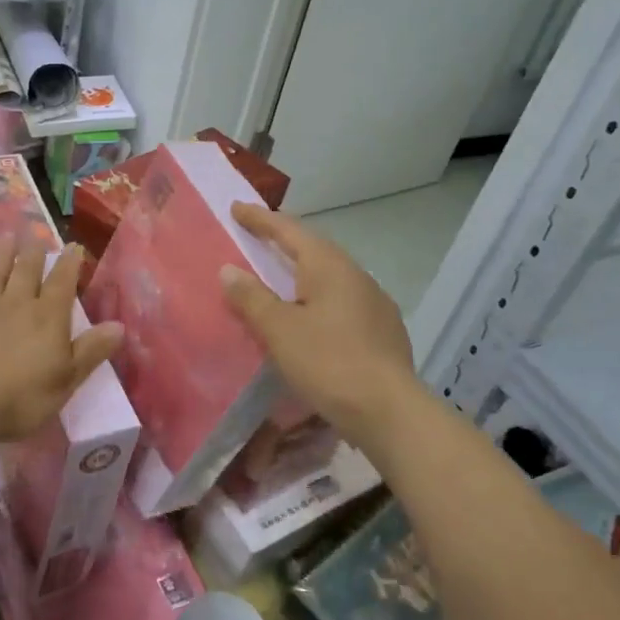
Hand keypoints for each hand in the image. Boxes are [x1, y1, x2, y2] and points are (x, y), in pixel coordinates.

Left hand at [0, 240, 122, 445]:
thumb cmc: (21, 398)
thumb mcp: (66, 380)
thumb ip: (91, 351)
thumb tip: (120, 325)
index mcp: (47, 319)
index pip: (62, 285)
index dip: (69, 265)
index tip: (74, 246)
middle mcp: (16, 306)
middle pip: (27, 273)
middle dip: (34, 254)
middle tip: (36, 234)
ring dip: (1, 258)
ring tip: (6, 238)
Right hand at [219, 202, 421, 446]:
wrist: (390, 411)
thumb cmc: (329, 362)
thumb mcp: (280, 330)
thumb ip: (252, 298)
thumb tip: (229, 269)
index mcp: (329, 266)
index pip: (289, 230)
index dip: (260, 219)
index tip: (237, 208)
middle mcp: (355, 275)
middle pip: (313, 249)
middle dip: (283, 242)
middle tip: (256, 237)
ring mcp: (374, 303)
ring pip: (330, 277)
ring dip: (302, 272)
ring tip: (280, 278)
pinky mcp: (383, 330)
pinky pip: (341, 302)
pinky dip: (317, 299)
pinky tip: (311, 318)